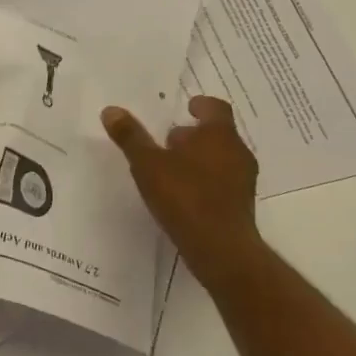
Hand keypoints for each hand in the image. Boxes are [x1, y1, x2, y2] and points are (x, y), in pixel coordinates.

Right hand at [102, 96, 264, 289]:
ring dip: (199, 158)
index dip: (201, 105)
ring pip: (221, 158)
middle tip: (168, 140)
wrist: (221, 249)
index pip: (215, 108)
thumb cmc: (185, 197)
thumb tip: (111, 110)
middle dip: (194, 134)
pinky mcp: (241, 205)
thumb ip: (131, 137)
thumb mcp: (148, 165)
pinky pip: (223, 181)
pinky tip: (184, 194)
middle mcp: (237, 152)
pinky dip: (205, 180)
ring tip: (171, 169)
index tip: (187, 107)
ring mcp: (243, 180)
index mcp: (218, 134)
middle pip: (217, 134)